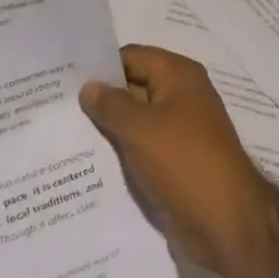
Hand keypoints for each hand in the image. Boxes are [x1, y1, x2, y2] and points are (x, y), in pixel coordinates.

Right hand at [79, 45, 274, 277]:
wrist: (225, 219)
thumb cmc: (184, 162)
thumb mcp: (141, 129)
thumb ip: (111, 105)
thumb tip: (89, 86)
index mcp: (179, 75)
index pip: (132, 57)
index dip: (100, 66)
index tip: (61, 79)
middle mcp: (180, 95)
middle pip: (133, 87)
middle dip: (99, 98)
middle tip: (53, 109)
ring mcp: (179, 129)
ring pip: (135, 120)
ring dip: (107, 128)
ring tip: (60, 136)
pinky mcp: (174, 160)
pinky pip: (141, 146)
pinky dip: (119, 151)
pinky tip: (85, 164)